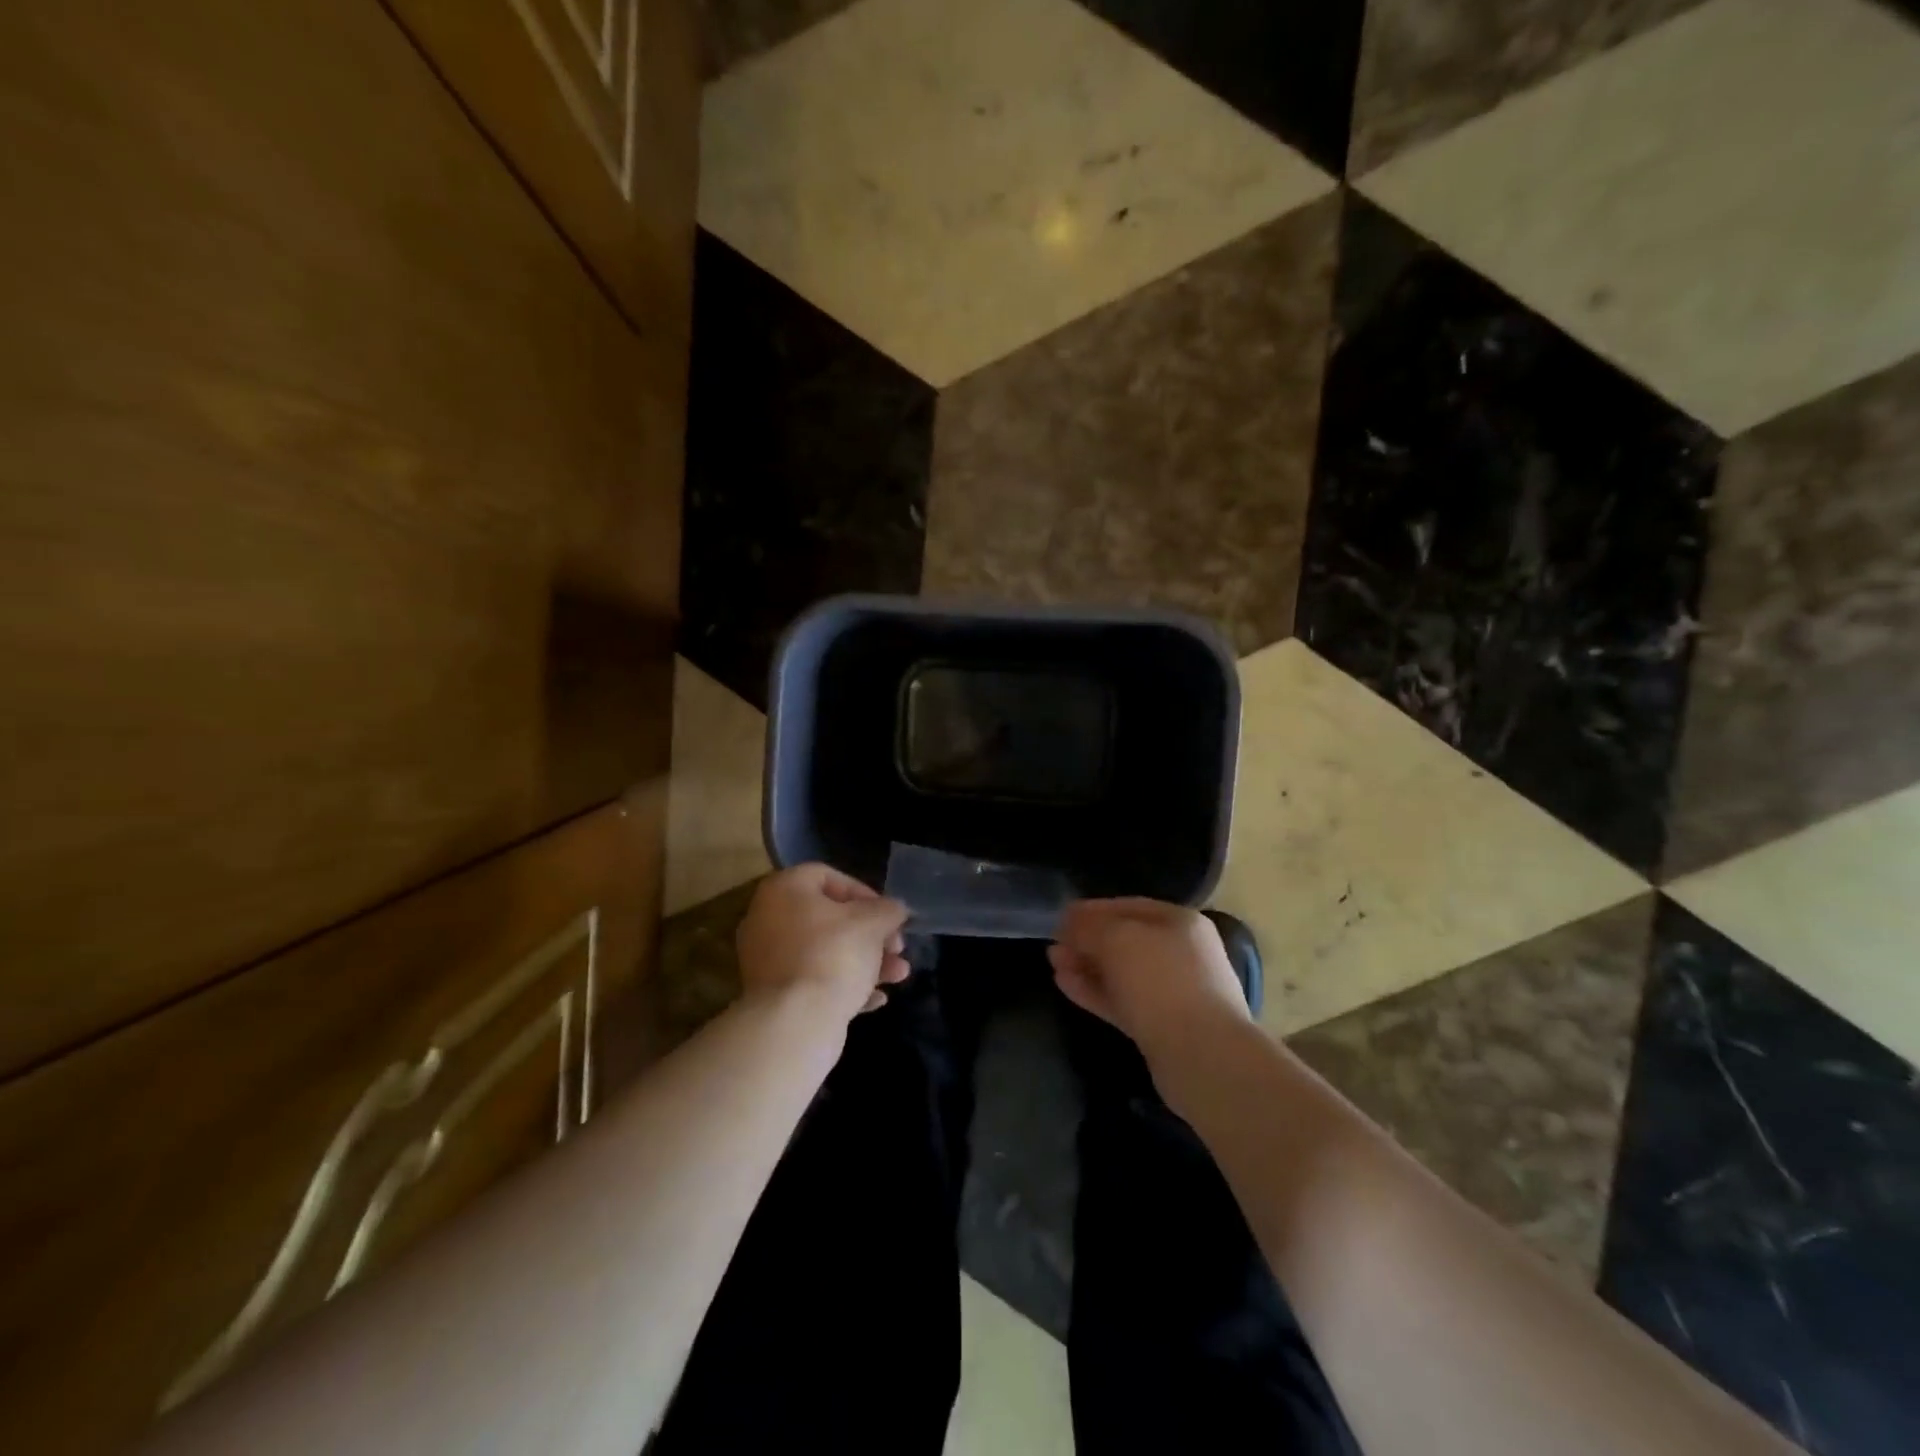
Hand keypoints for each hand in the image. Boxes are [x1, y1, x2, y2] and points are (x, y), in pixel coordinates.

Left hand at [737, 864, 911, 1024]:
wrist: (795, 1023)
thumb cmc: (833, 955)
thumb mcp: (872, 923)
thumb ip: (888, 909)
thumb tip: (895, 909)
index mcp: (783, 890)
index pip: (828, 876)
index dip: (864, 893)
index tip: (888, 915)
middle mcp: (768, 919)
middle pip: (829, 918)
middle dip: (871, 934)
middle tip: (897, 948)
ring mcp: (767, 960)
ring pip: (825, 952)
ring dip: (865, 961)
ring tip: (899, 976)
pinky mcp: (773, 995)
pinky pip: (814, 981)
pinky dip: (844, 986)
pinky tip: (876, 999)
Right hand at [1048, 899, 1250, 1063]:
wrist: (1203, 1056)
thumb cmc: (1161, 981)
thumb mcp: (1117, 939)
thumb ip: (1088, 926)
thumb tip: (1069, 922)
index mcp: (1180, 922)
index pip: (1128, 906)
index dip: (1091, 910)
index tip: (1059, 918)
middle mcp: (1181, 953)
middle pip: (1125, 941)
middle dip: (1087, 941)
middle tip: (1053, 945)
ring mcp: (1173, 992)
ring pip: (1122, 973)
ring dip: (1087, 966)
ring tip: (1054, 965)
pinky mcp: (1162, 1026)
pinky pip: (1123, 1001)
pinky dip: (1095, 991)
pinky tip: (1065, 986)